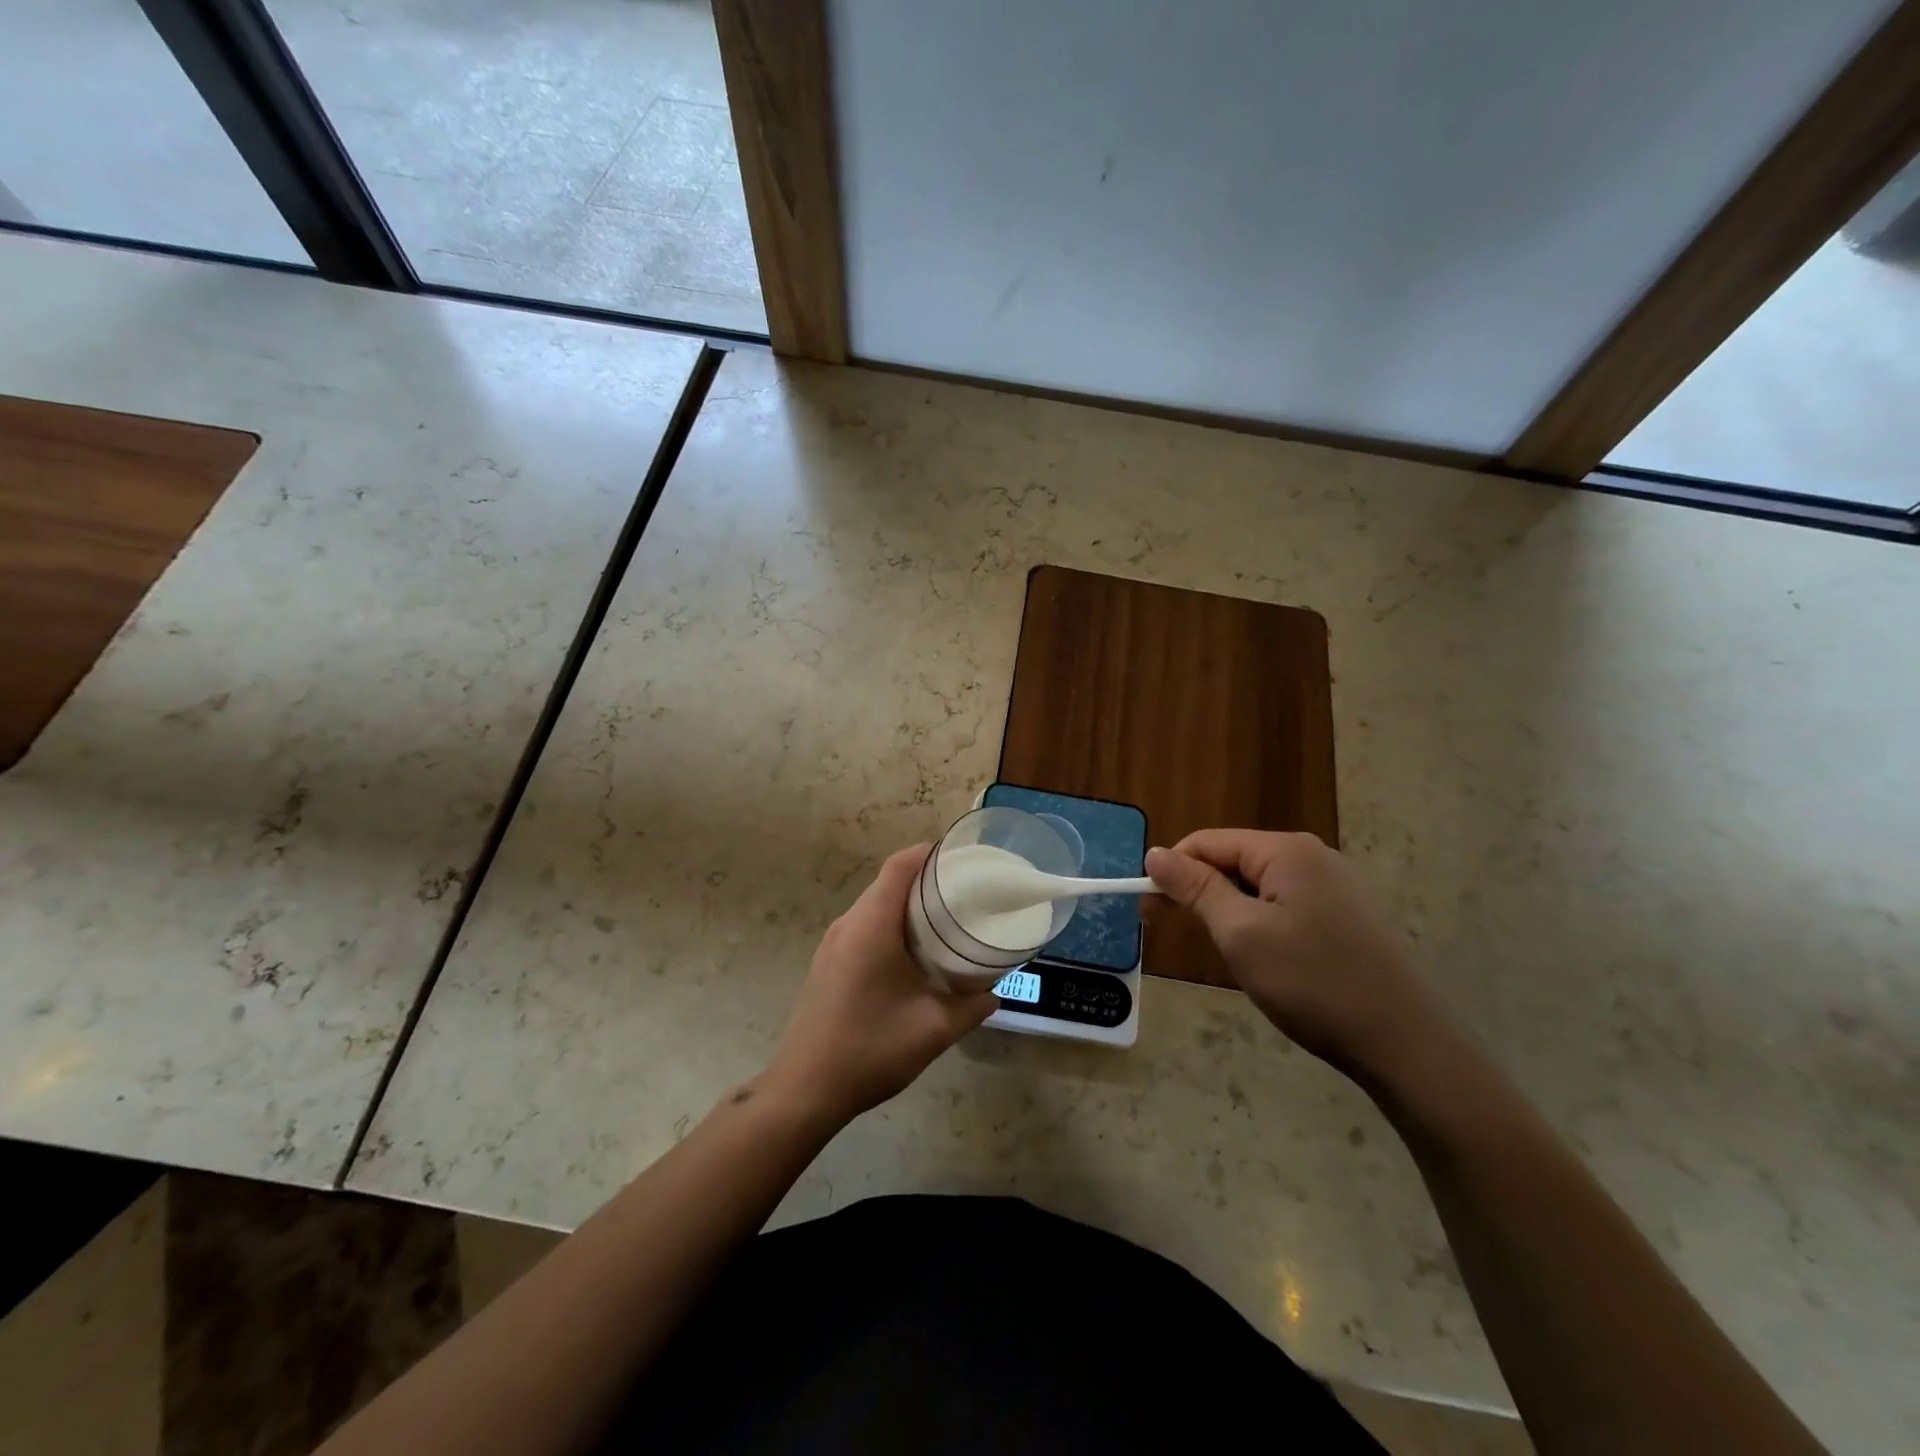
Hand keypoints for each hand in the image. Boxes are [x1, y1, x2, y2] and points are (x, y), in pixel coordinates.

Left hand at [763, 845, 997, 1126]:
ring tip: (945, 921)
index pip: (899, 866)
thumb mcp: (933, 1030)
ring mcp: (833, 943)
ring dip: (907, 905)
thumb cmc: (870, 1049)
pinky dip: (891, 925)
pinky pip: (864, 926)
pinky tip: (913, 954)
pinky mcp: (827, 962)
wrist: (804, 1090)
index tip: (962, 859)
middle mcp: (848, 924)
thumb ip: (970, 1007)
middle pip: (888, 882)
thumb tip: (992, 994)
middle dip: (926, 880)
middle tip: (965, 893)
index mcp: (871, 926)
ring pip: (875, 905)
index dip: (929, 853)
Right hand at [1145, 830, 1445, 1082]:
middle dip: (1197, 891)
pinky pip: (1284, 904)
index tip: (1145, 911)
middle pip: (1232, 860)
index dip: (1170, 871)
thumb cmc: (1312, 983)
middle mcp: (1311, 855)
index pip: (1206, 842)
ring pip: (1256, 885)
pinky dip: (1258, 923)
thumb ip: (1195, 888)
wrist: (1406, 1044)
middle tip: (1167, 930)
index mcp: (1285, 851)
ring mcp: (1334, 885)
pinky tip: (1262, 958)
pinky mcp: (1346, 915)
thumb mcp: (1241, 934)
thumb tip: (1155, 852)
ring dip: (1226, 910)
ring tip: (1221, 951)